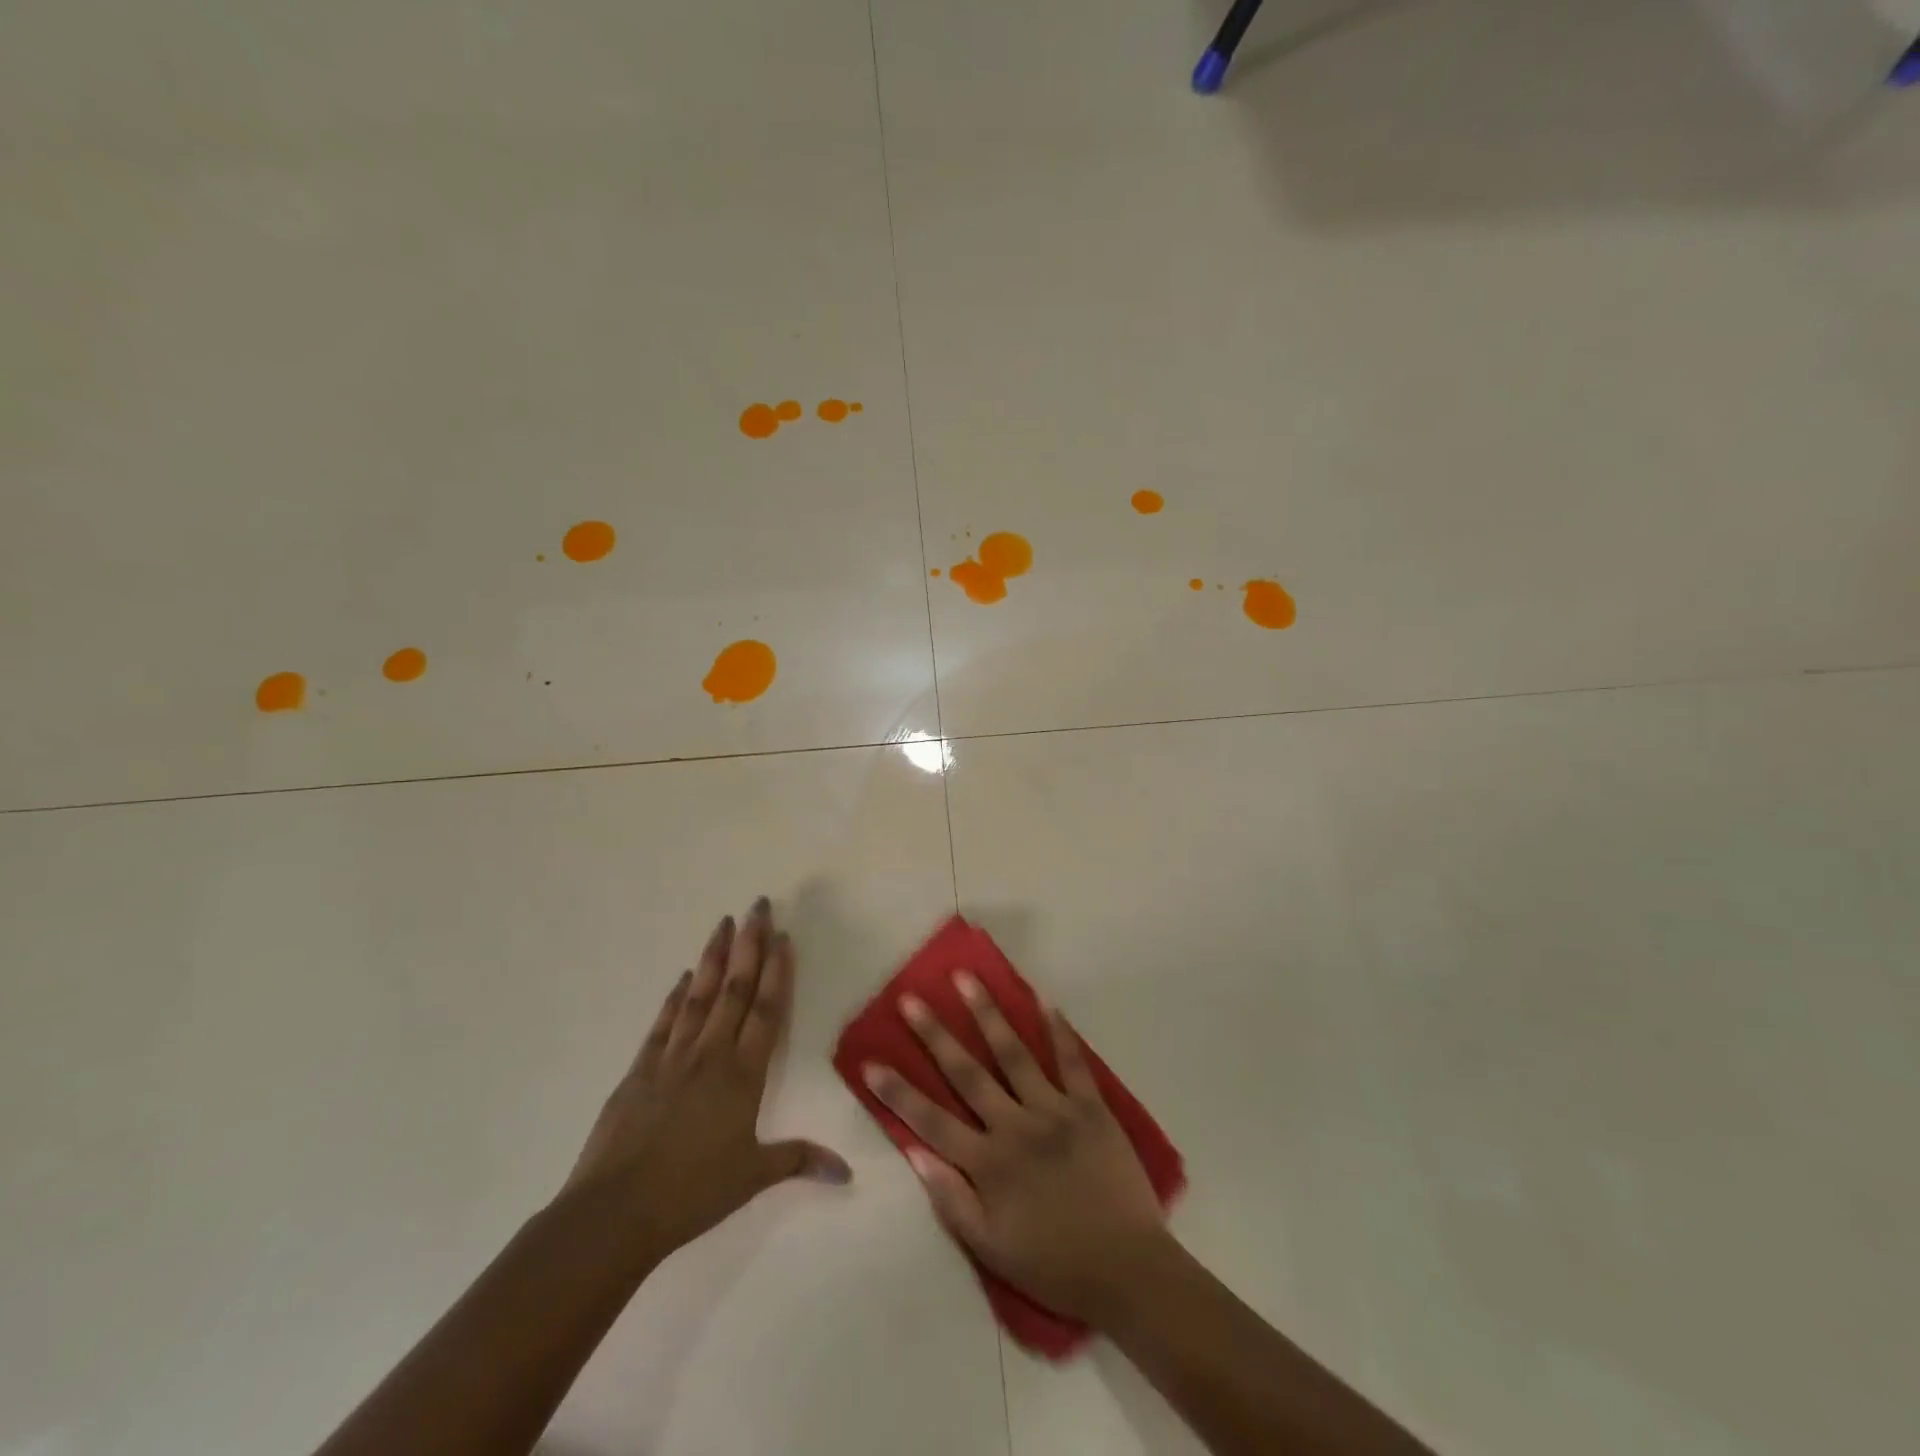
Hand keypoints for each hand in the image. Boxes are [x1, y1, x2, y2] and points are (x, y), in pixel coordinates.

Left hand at [563, 898, 849, 1259]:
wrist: (614, 1212)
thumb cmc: (692, 1194)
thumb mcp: (752, 1178)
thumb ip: (799, 1161)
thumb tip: (847, 1173)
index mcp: (742, 1075)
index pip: (766, 1011)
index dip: (776, 971)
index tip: (782, 935)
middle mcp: (710, 1055)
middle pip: (735, 989)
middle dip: (748, 945)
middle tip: (756, 905)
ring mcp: (671, 1058)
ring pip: (700, 996)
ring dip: (713, 957)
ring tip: (723, 923)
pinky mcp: (640, 1070)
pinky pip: (664, 1023)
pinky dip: (675, 997)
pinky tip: (684, 977)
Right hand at [861, 974, 1168, 1324]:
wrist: (1128, 1271)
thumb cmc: (1055, 1264)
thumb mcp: (992, 1250)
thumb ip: (952, 1200)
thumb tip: (915, 1153)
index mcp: (989, 1164)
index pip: (932, 1121)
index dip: (898, 1093)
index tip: (870, 1062)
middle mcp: (1016, 1127)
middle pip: (968, 1073)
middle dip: (935, 1035)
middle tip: (912, 999)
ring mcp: (1055, 1111)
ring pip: (1014, 1053)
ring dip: (988, 1013)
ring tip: (967, 979)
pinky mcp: (1091, 1106)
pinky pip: (1072, 1061)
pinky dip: (1059, 1030)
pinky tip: (1044, 999)